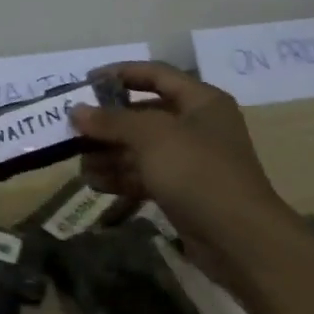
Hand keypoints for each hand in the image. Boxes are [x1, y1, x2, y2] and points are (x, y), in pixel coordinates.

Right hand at [71, 62, 290, 284]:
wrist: (239, 239)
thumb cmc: (197, 171)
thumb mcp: (151, 137)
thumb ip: (112, 120)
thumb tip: (76, 111)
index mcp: (201, 101)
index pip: (156, 74)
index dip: (121, 73)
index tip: (86, 82)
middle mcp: (197, 126)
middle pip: (144, 114)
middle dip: (108, 123)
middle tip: (74, 130)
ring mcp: (189, 161)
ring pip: (140, 148)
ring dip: (109, 153)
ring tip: (79, 163)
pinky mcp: (181, 191)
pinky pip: (145, 176)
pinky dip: (120, 177)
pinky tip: (94, 183)